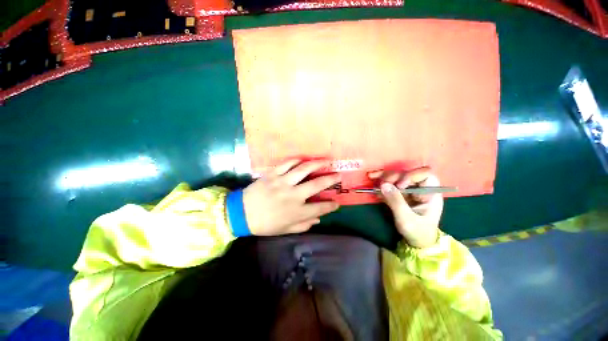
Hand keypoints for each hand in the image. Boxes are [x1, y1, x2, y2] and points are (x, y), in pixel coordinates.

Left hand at [243, 159, 340, 235]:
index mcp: (296, 212)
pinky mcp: (273, 174)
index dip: (331, 206)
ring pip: (304, 170)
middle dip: (330, 179)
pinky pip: (287, 164)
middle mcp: (293, 196)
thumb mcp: (285, 229)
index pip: (320, 208)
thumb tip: (318, 219)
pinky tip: (303, 159)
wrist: (241, 214)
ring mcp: (282, 183)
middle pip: (316, 185)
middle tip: (338, 175)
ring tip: (326, 161)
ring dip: (317, 164)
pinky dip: (297, 160)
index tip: (337, 202)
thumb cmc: (265, 224)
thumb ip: (303, 225)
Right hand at [368, 168, 442, 247]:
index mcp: (430, 193)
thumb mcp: (407, 219)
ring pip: (397, 178)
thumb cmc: (418, 232)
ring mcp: (409, 191)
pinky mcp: (400, 194)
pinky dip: (380, 183)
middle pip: (406, 174)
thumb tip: (383, 185)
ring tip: (371, 176)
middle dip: (392, 176)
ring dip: (383, 177)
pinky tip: (373, 184)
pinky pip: (390, 185)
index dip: (410, 176)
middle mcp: (420, 188)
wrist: (416, 242)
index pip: (424, 175)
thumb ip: (396, 201)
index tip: (399, 186)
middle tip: (380, 183)